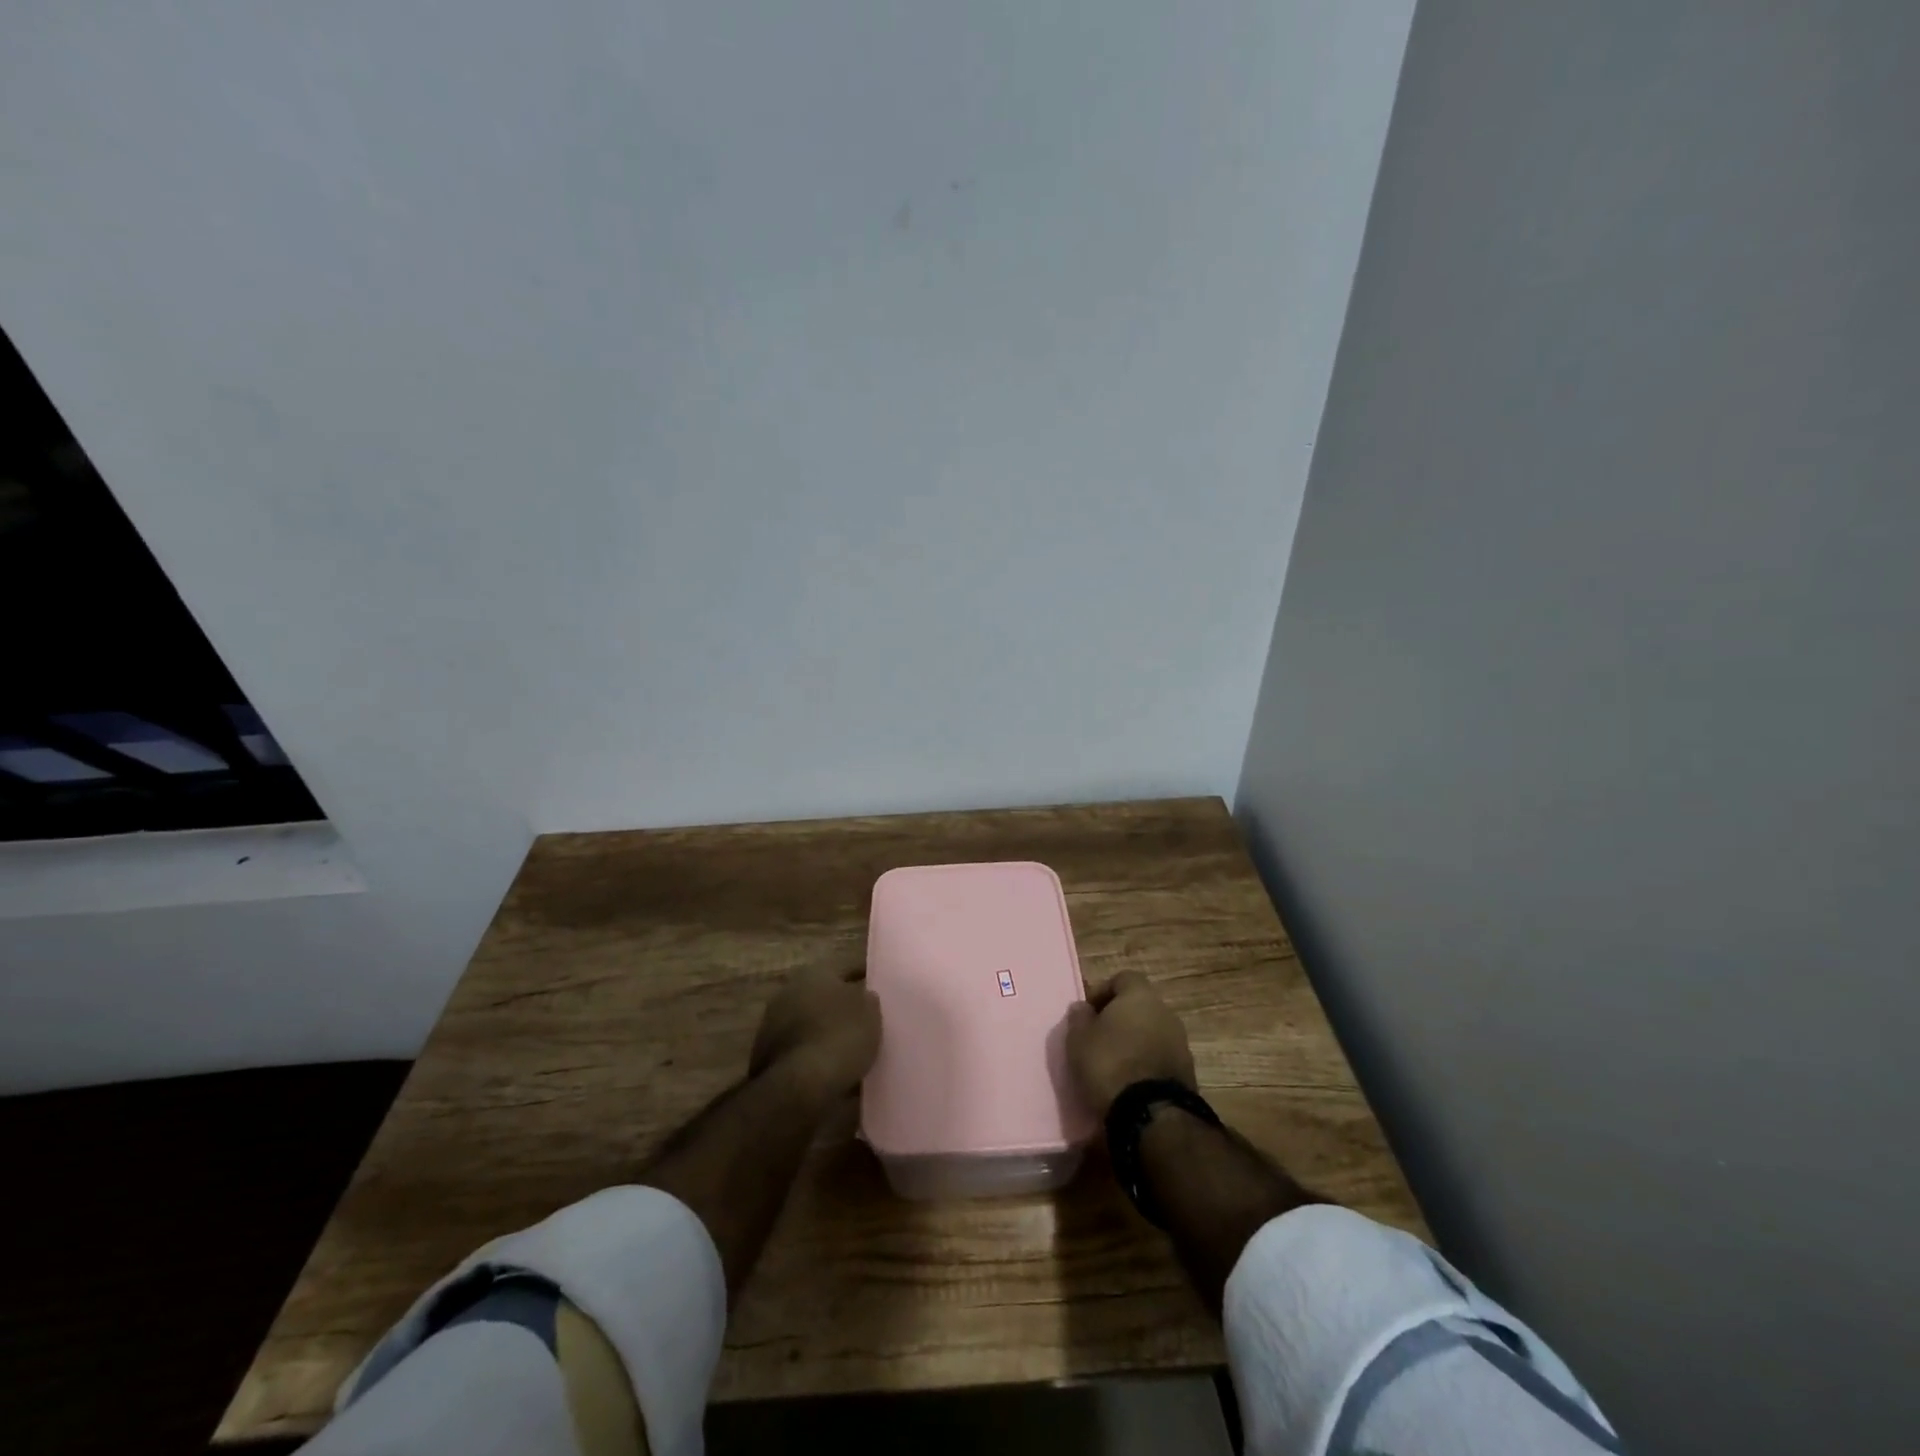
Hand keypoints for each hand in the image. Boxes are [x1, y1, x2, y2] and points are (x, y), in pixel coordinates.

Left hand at [749, 963, 882, 1102]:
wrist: (800, 1085)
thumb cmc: (839, 1036)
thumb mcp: (869, 1013)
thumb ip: (867, 999)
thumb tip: (864, 996)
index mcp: (812, 973)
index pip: (844, 970)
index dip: (862, 981)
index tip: (876, 993)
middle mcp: (787, 992)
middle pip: (821, 997)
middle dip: (839, 1008)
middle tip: (862, 1022)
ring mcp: (772, 1025)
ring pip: (808, 1024)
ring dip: (824, 1033)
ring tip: (849, 1050)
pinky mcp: (765, 1058)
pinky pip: (800, 1051)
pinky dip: (813, 1056)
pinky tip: (831, 1069)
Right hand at [1065, 971, 1196, 1117]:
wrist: (1153, 1115)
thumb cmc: (1110, 1064)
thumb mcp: (1078, 1040)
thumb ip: (1079, 1018)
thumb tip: (1083, 1007)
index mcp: (1140, 995)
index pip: (1123, 978)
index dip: (1103, 992)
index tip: (1088, 1013)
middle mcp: (1165, 1012)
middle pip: (1139, 1006)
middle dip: (1119, 1018)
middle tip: (1098, 1037)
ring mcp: (1181, 1042)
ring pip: (1151, 1032)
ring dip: (1134, 1041)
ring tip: (1112, 1063)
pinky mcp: (1188, 1071)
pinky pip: (1160, 1056)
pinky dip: (1146, 1063)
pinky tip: (1129, 1081)